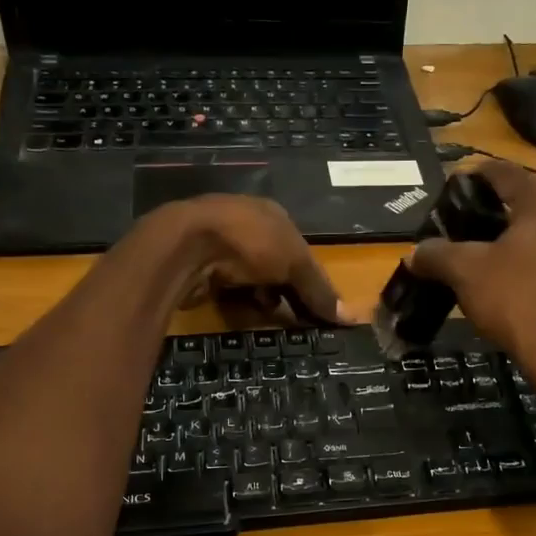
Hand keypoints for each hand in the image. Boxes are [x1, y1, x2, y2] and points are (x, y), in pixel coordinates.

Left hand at [157, 194, 347, 324]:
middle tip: (299, 321)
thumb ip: (319, 289)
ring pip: (251, 280)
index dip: (311, 278)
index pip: (300, 249)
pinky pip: (228, 291)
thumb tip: (350, 318)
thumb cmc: (249, 243)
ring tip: (274, 321)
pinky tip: (246, 316)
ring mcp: (219, 246)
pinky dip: (239, 304)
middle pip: (276, 266)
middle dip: (287, 292)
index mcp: (271, 214)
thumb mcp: (295, 263)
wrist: (185, 247)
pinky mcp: (199, 268)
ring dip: (263, 300)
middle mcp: (245, 225)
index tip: (319, 307)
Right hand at [408, 161, 535, 416]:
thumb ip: (437, 255)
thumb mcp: (467, 275)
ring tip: (487, 263)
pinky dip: (535, 266)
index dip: (475, 174)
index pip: (504, 172)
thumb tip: (415, 252)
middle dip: (494, 213)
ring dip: (516, 242)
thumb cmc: (520, 304)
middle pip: (526, 203)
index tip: (454, 186)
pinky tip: (518, 290)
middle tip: (464, 230)